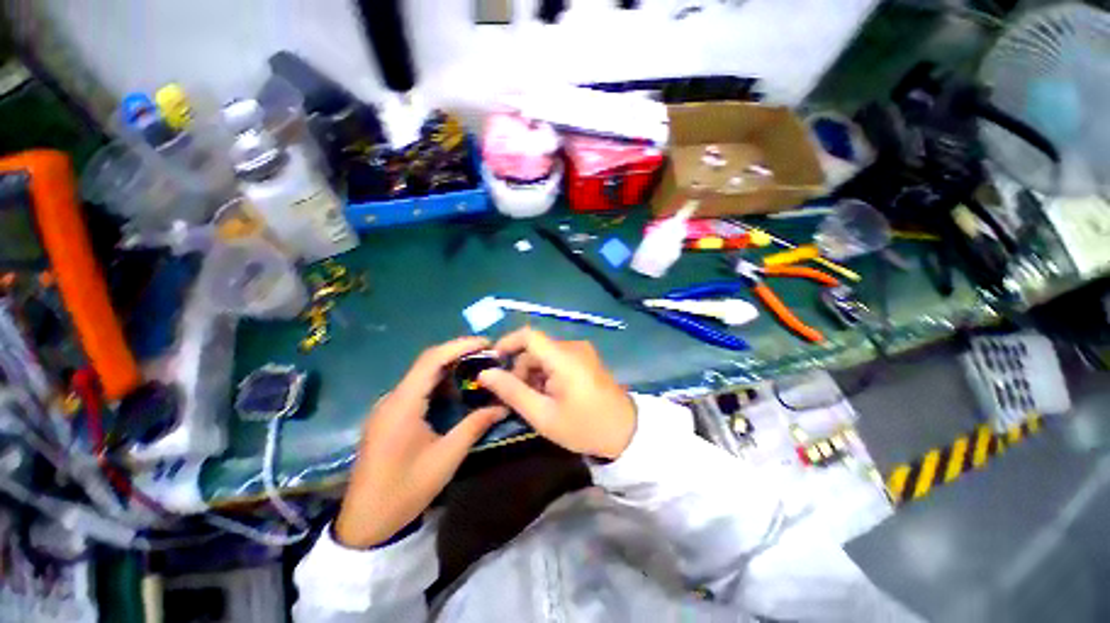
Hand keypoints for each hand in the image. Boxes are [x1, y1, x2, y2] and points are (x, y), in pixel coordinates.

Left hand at [334, 337, 507, 547]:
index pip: (432, 360)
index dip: (460, 346)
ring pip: (422, 374)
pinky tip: (456, 391)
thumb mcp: (446, 458)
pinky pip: (416, 389)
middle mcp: (392, 398)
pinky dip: (439, 383)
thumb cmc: (405, 490)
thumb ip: (475, 426)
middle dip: (459, 354)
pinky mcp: (389, 416)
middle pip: (427, 362)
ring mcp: (388, 406)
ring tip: (478, 369)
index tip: (487, 343)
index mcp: (403, 404)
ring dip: (450, 368)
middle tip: (488, 355)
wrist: (365, 522)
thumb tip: (503, 406)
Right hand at [478, 328, 635, 459]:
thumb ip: (512, 392)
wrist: (626, 432)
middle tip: (515, 396)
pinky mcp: (586, 359)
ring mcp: (582, 352)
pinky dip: (546, 373)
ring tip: (534, 400)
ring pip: (545, 354)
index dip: (507, 343)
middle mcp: (573, 347)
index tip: (493, 363)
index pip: (528, 335)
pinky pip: (558, 359)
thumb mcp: (543, 415)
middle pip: (535, 348)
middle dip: (520, 368)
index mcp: (563, 357)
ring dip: (533, 373)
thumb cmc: (583, 426)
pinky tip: (549, 395)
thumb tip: (485, 374)